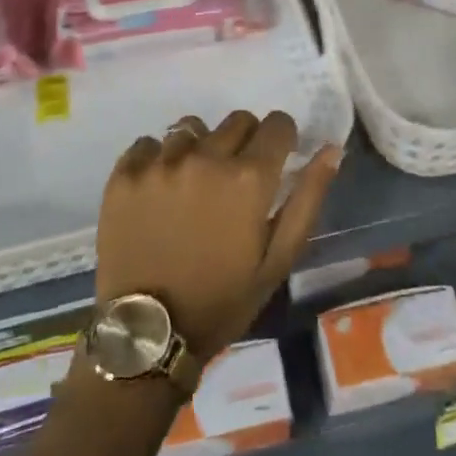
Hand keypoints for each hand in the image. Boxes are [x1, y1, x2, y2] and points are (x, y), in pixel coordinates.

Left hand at [96, 111, 342, 358]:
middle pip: (237, 121)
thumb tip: (331, 149)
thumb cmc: (223, 299)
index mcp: (248, 178)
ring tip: (194, 184)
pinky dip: (158, 158)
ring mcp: (160, 164)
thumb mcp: (278, 259)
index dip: (282, 138)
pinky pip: (148, 143)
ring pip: (191, 129)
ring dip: (200, 148)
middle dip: (246, 141)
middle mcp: (205, 158)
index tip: (277, 159)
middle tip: (236, 179)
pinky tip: (159, 189)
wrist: (149, 333)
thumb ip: (307, 198)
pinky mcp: (124, 175)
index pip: (277, 124)